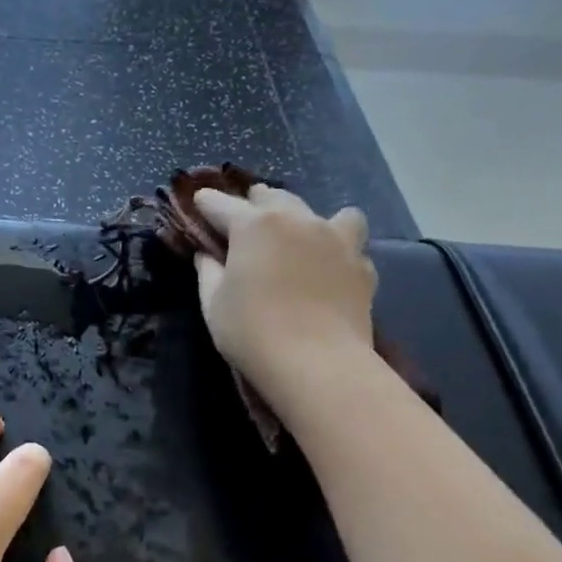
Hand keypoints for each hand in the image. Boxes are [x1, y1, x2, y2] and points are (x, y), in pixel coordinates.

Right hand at [192, 186, 376, 404]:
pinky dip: (336, 251)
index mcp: (254, 225)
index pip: (223, 205)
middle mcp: (298, 220)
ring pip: (324, 212)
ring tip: (301, 235)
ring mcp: (336, 239)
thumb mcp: (214, 304)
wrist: (317, 363)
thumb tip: (206, 255)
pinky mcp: (362, 265)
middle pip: (274, 197)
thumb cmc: (252, 332)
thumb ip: (208, 272)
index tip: (199, 201)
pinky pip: (349, 245)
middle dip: (256, 203)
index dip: (207, 203)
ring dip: (307, 218)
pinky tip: (328, 269)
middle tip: (245, 216)